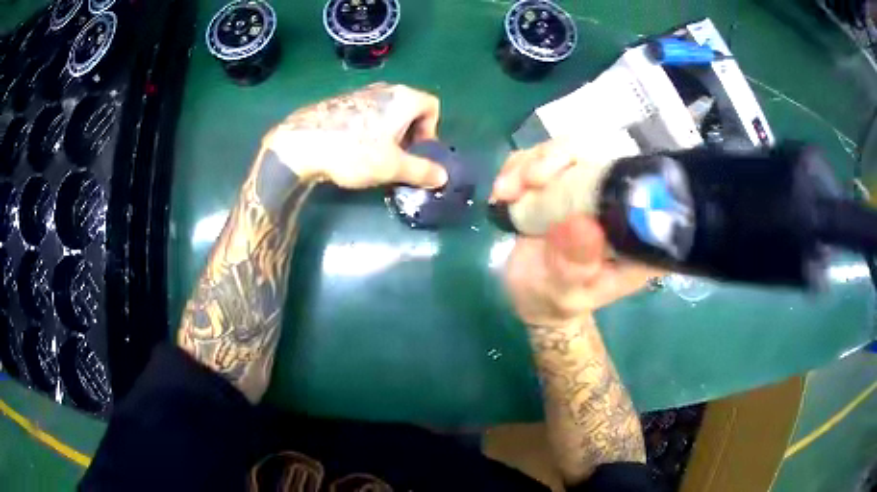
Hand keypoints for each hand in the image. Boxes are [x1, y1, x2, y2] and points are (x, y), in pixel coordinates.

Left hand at [264, 82, 447, 189]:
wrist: (301, 143)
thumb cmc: (354, 151)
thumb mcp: (392, 167)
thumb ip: (422, 171)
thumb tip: (442, 177)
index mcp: (403, 98)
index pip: (432, 106)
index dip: (431, 130)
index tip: (415, 151)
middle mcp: (384, 88)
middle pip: (409, 108)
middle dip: (409, 134)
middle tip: (397, 157)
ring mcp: (360, 92)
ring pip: (386, 111)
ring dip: (388, 133)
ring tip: (374, 155)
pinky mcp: (340, 101)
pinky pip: (366, 113)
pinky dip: (368, 129)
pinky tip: (351, 148)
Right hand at [491, 140, 658, 328]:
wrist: (532, 295)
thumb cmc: (555, 300)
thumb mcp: (565, 291)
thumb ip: (575, 263)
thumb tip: (584, 224)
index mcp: (635, 233)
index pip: (635, 185)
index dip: (600, 171)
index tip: (551, 183)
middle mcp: (618, 203)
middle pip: (597, 155)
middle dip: (554, 160)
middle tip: (524, 183)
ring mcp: (590, 188)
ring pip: (568, 149)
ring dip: (530, 163)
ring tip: (504, 193)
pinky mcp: (564, 181)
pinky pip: (543, 157)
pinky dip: (518, 168)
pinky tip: (502, 193)